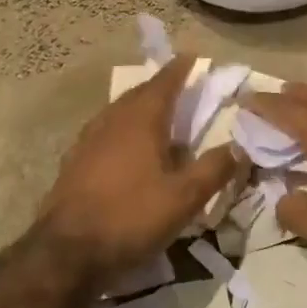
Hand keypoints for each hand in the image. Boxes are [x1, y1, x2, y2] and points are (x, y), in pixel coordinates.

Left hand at [37, 55, 238, 286]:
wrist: (67, 252)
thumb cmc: (131, 217)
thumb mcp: (184, 198)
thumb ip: (214, 169)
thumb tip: (240, 146)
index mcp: (140, 120)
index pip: (164, 83)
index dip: (179, 68)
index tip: (192, 56)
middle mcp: (112, 121)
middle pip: (139, 94)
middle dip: (160, 87)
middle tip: (179, 86)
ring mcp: (88, 141)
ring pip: (119, 112)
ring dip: (140, 108)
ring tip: (157, 115)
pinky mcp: (74, 162)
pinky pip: (105, 132)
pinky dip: (123, 130)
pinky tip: (128, 150)